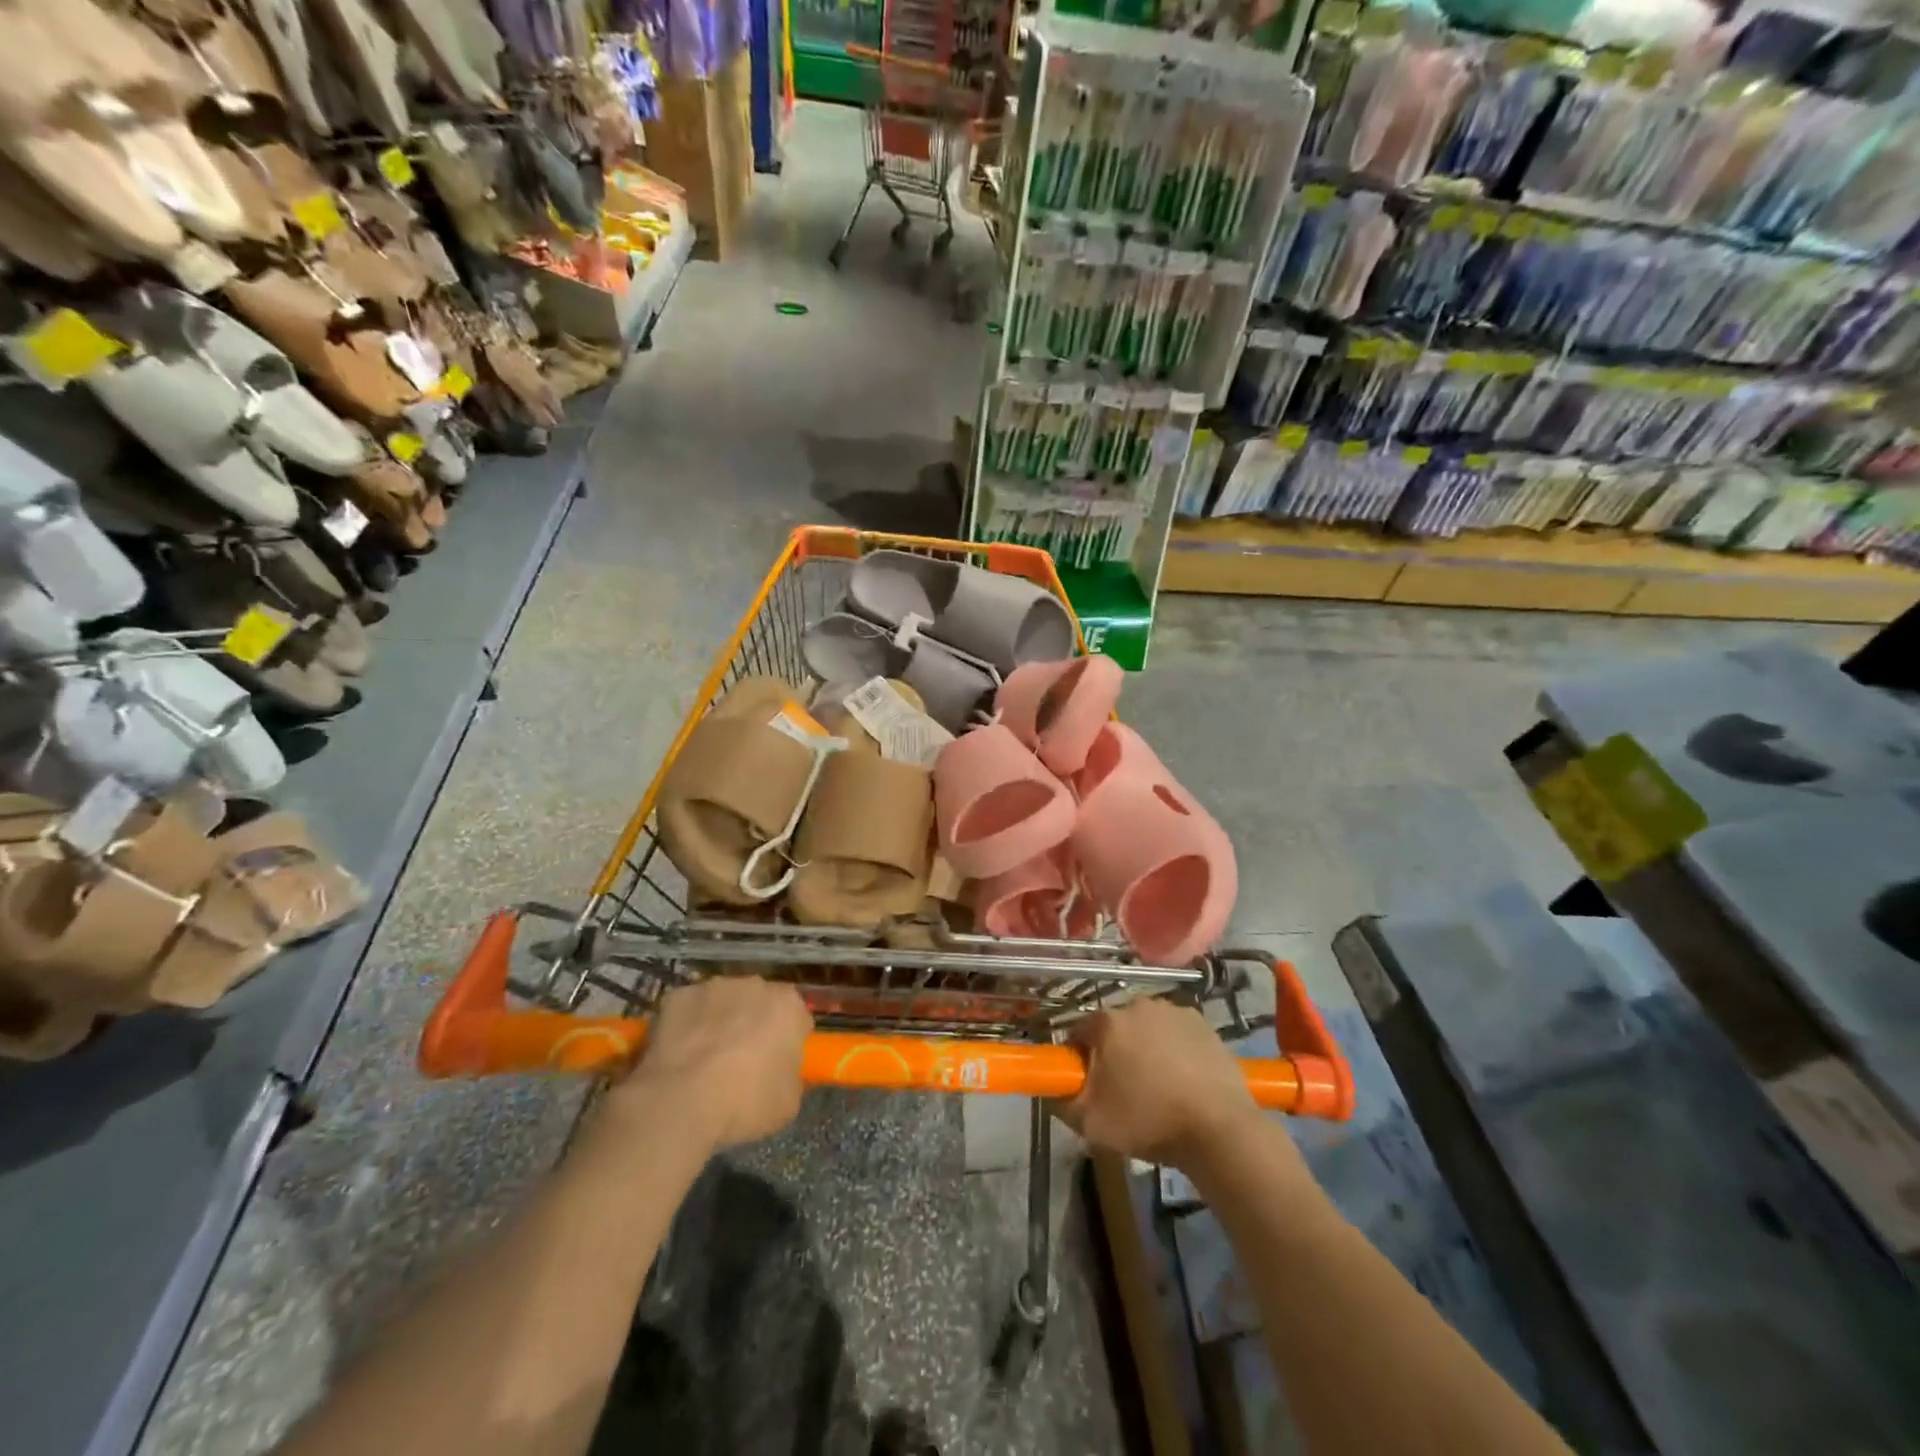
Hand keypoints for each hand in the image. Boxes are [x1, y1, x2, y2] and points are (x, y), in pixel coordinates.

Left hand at [617, 978, 812, 1149]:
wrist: (681, 1102)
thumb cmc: (745, 1102)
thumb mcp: (788, 1102)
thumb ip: (791, 1076)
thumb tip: (780, 1072)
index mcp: (788, 1005)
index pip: (797, 1018)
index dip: (788, 1041)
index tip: (777, 1064)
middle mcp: (754, 985)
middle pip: (760, 1003)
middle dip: (754, 1024)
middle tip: (743, 1063)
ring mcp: (713, 987)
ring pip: (723, 1002)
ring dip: (720, 1022)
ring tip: (705, 1062)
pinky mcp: (677, 996)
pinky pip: (688, 1010)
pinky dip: (686, 1027)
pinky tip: (679, 1056)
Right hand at [1055, 998, 1264, 1168]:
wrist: (1219, 1129)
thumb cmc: (1148, 1121)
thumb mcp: (1089, 1123)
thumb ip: (1060, 1100)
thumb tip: (1053, 1086)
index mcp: (1107, 1022)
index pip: (1079, 1033)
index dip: (1080, 1060)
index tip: (1090, 1086)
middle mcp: (1138, 1004)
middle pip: (1115, 1028)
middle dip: (1114, 1053)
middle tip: (1124, 1091)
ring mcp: (1174, 1010)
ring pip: (1146, 1029)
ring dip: (1145, 1049)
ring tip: (1158, 1088)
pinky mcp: (1203, 1023)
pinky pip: (1176, 1034)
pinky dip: (1175, 1050)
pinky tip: (1184, 1080)